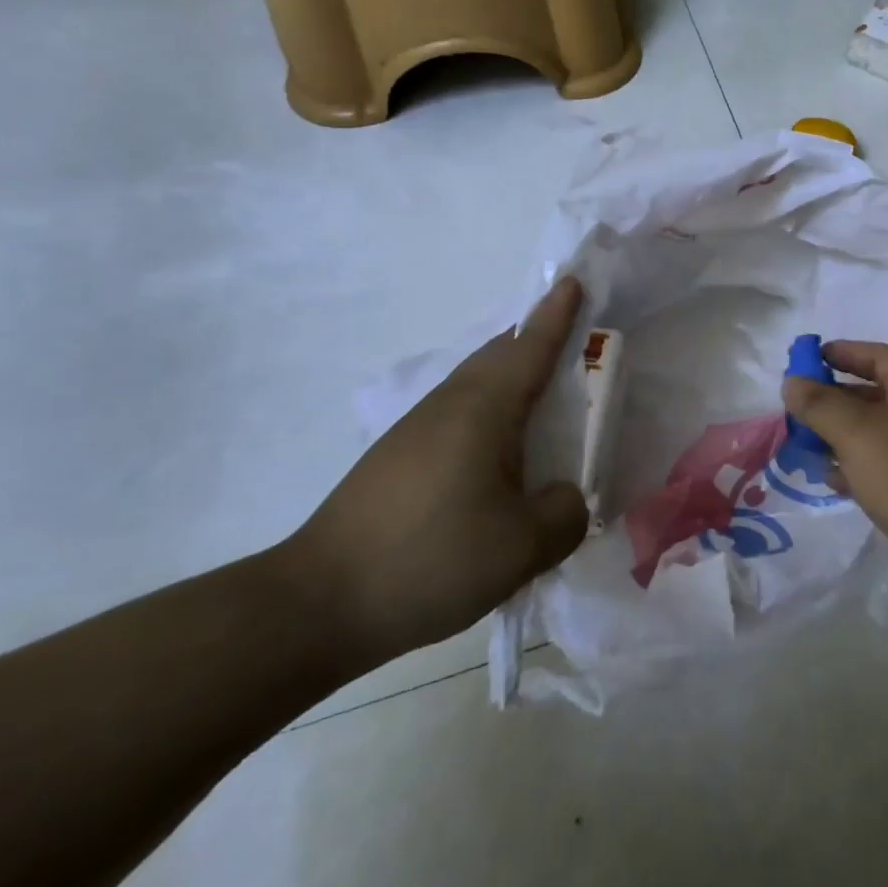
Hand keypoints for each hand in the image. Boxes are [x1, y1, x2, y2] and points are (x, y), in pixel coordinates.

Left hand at [283, 278, 590, 668]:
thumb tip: (564, 498)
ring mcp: (416, 431)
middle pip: (499, 355)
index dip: (556, 314)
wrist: (315, 606)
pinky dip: (491, 413)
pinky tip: (500, 455)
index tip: (573, 280)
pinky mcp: (397, 460)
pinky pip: (459, 415)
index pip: (529, 347)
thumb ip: (564, 515)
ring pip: (476, 384)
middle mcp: (449, 406)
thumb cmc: (430, 560)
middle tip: (573, 340)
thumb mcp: (522, 548)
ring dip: (512, 377)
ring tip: (544, 399)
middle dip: (536, 338)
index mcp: (483, 410)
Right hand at [782, 342, 887, 599]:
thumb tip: (793, 382)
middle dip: (837, 398)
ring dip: (843, 435)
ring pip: (879, 432)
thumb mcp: (854, 431)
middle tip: (801, 406)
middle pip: (877, 393)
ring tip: (807, 443)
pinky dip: (859, 465)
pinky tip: (833, 479)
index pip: (879, 356)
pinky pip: (886, 464)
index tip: (811, 358)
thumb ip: (819, 404)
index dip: (845, 353)